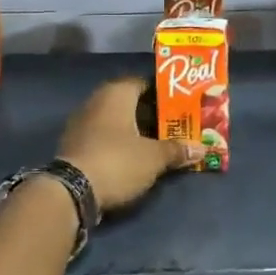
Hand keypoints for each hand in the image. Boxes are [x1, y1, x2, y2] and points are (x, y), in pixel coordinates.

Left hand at [57, 76, 202, 212]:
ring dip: (136, 130)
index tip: (182, 105)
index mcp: (116, 93)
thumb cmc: (118, 161)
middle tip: (175, 125)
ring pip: (116, 121)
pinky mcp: (74, 145)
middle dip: (152, 114)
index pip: (144, 82)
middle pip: (130, 102)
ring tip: (160, 143)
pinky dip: (120, 143)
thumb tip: (203, 148)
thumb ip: (177, 149)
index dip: (164, 93)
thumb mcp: (154, 157)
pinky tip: (135, 156)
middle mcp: (97, 101)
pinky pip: (104, 137)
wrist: (72, 192)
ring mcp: (82, 123)